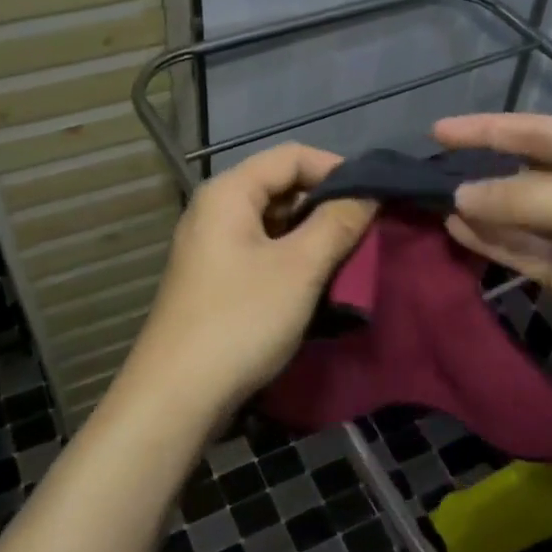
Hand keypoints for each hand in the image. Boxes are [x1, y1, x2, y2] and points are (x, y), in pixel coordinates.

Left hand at [117, 143, 375, 425]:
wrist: (176, 396)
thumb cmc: (240, 321)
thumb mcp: (299, 269)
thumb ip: (337, 223)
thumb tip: (369, 192)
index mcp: (229, 193)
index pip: (291, 155)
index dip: (337, 169)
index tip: (375, 197)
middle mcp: (214, 210)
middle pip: (280, 186)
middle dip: (326, 203)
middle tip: (367, 231)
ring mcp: (211, 246)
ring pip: (273, 222)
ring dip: (312, 234)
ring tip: (349, 258)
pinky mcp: (214, 279)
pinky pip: (261, 251)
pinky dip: (292, 258)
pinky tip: (317, 282)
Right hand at [434, 114, 551, 403]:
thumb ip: (521, 198)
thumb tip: (457, 197)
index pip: (533, 131)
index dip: (484, 130)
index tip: (437, 131)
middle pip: (520, 171)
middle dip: (477, 171)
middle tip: (424, 174)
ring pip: (513, 212)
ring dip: (477, 208)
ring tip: (429, 202)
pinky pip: (518, 247)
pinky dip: (488, 240)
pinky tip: (455, 229)